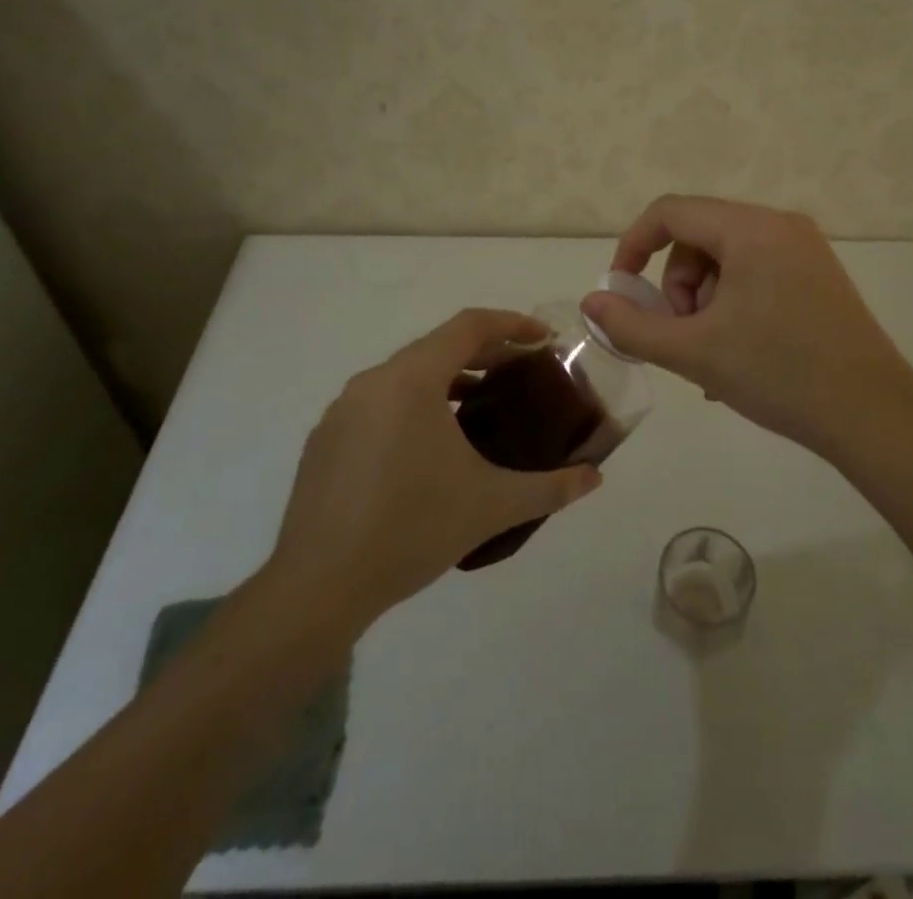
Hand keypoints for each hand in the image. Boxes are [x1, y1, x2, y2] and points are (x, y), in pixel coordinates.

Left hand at [266, 308, 601, 624]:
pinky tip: (432, 447)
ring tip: (483, 405)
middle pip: (438, 346)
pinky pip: (381, 402)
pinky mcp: (326, 440)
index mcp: (411, 380)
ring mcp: (343, 410)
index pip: (469, 326)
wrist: (318, 588)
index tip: (545, 338)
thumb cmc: (411, 530)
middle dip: (485, 352)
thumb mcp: (491, 506)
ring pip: (406, 374)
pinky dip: (415, 404)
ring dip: (449, 379)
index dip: (512, 325)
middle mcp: (373, 381)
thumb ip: (550, 487)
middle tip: (523, 372)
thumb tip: (595, 477)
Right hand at [580, 195, 912, 459]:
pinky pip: (755, 274)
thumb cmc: (779, 374)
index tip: (621, 291)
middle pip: (698, 236)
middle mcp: (780, 225)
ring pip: (726, 259)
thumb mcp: (694, 352)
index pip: (671, 212)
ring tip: (713, 355)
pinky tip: (737, 355)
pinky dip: (732, 305)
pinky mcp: (818, 276)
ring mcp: (805, 249)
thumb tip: (591, 304)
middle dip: (677, 286)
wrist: (874, 415)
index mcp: (751, 228)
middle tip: (683, 335)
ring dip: (704, 301)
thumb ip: (632, 327)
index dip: (633, 246)